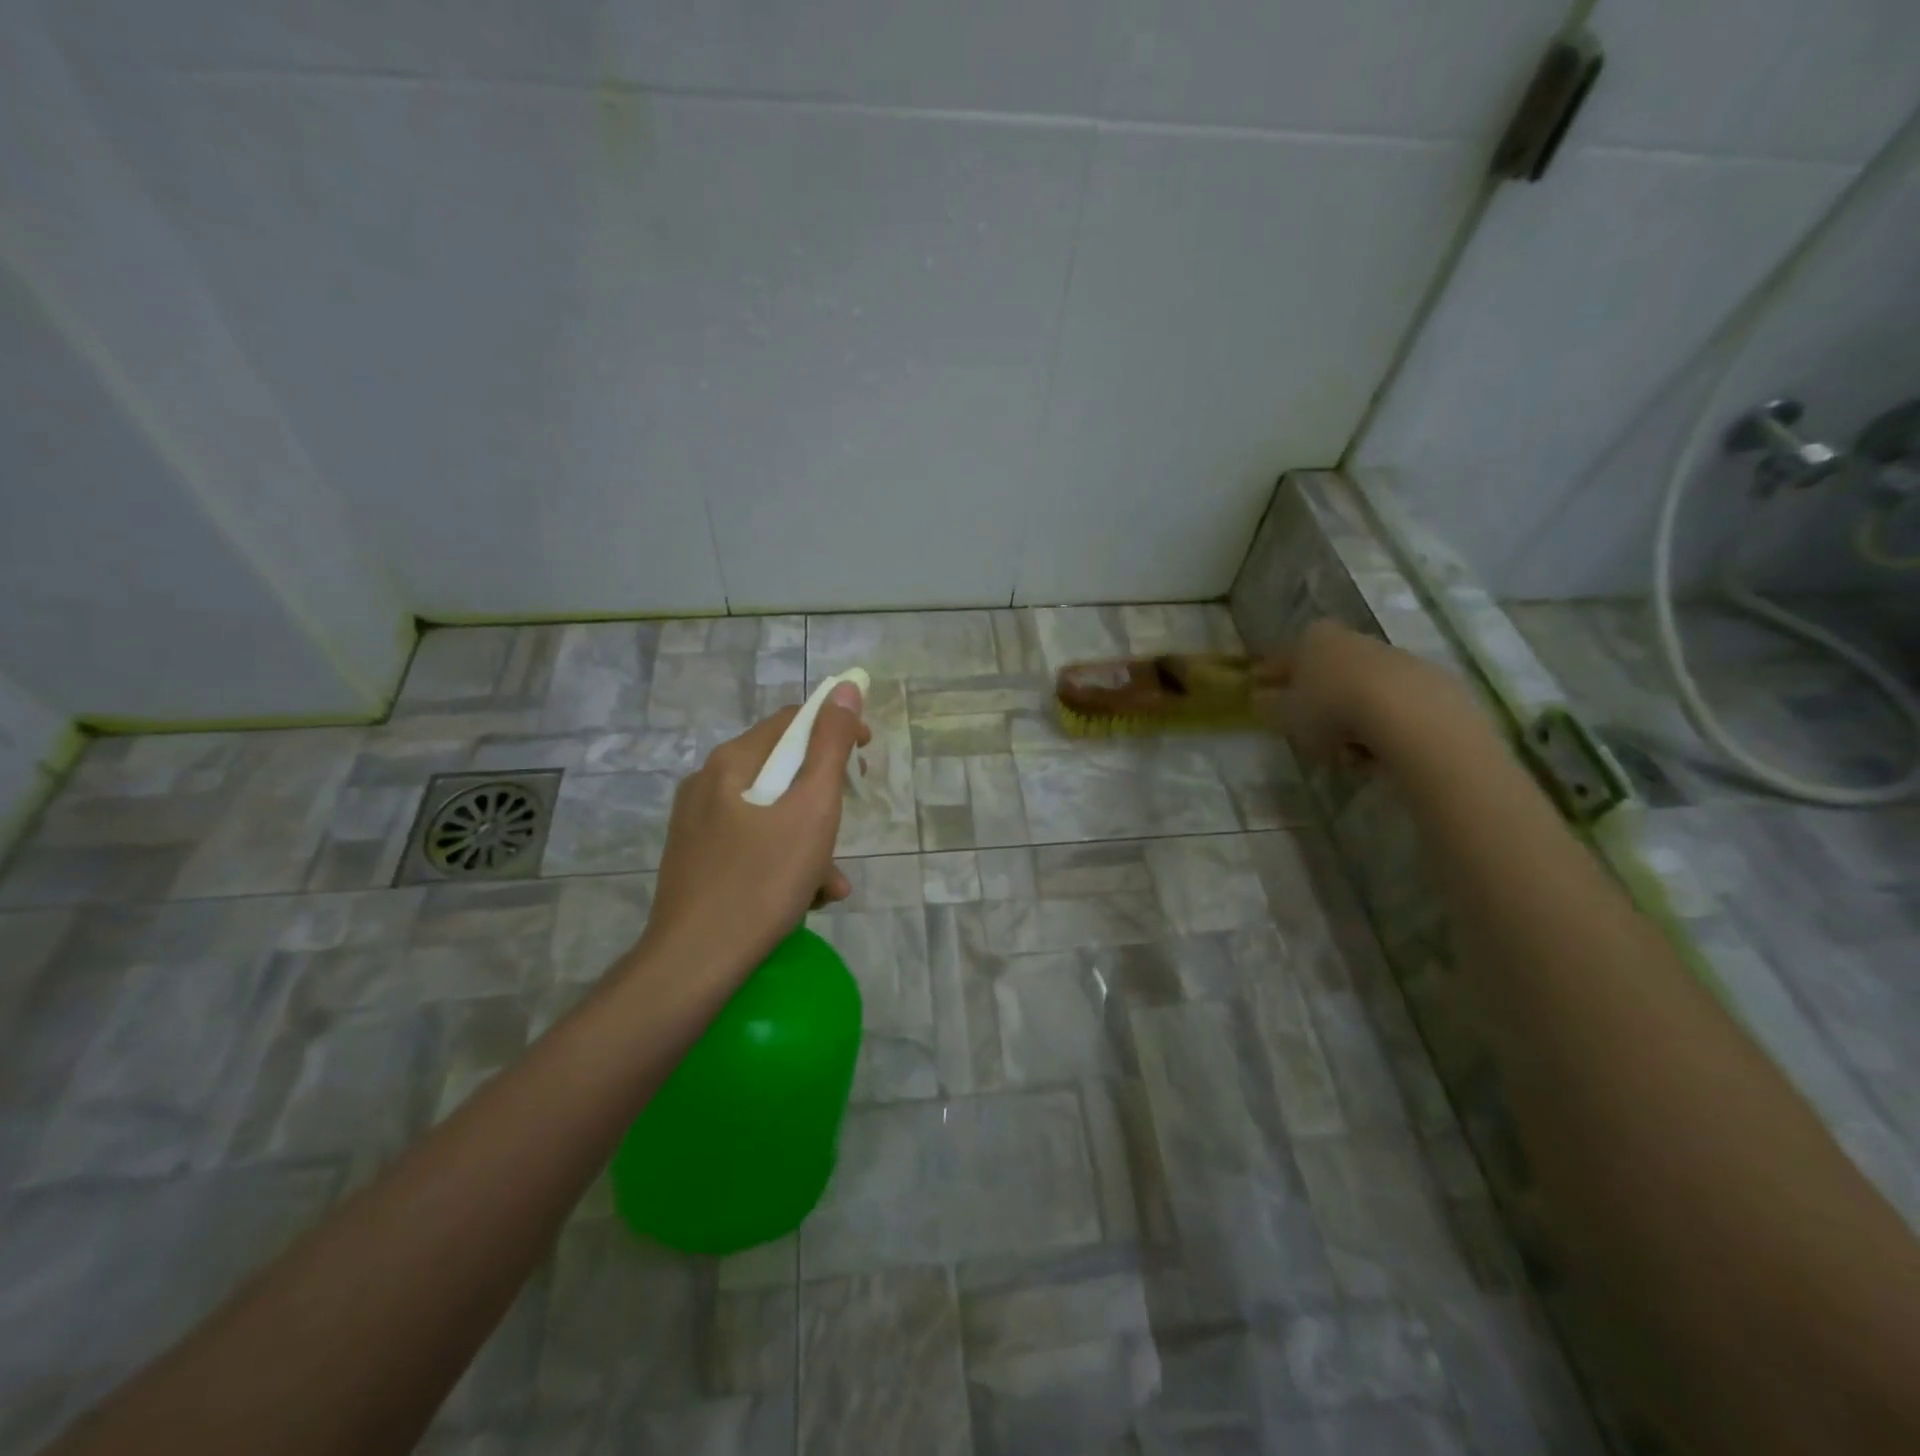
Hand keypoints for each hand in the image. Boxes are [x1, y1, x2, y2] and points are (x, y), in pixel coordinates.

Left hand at [638, 683, 870, 982]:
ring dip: (810, 840)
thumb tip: (844, 689)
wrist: (695, 964)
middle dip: (824, 799)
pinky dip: (784, 862)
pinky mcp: (696, 862)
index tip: (866, 757)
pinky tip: (805, 899)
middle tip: (847, 826)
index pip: (792, 721)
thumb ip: (830, 746)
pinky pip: (752, 845)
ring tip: (830, 884)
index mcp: (731, 762)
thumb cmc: (762, 881)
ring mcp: (697, 826)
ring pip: (770, 814)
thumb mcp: (812, 809)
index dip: (835, 729)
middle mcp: (707, 785)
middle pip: (782, 770)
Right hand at [1250, 618, 1455, 768]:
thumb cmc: (1332, 708)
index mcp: (1313, 639)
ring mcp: (1392, 657)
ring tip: (1344, 754)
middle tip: (1305, 732)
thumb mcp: (1286, 713)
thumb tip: (1260, 698)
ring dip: (1348, 719)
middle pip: (1325, 671)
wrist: (1410, 714)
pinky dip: (1379, 727)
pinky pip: (1390, 708)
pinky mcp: (1426, 680)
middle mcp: (1352, 640)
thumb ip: (1269, 705)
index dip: (1269, 676)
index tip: (1258, 691)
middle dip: (1315, 700)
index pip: (1283, 657)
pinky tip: (1375, 752)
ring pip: (1358, 691)